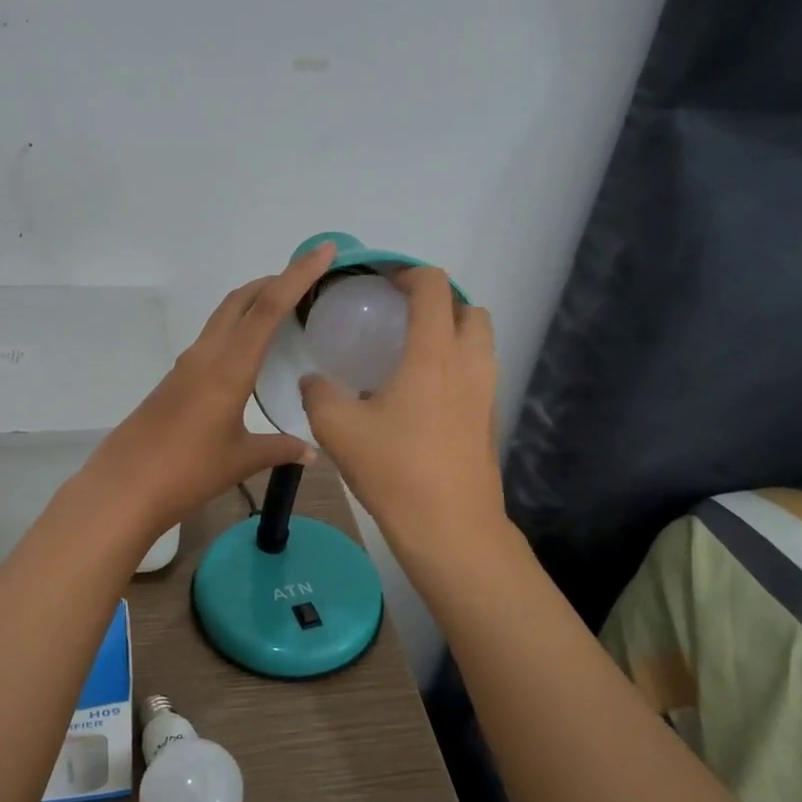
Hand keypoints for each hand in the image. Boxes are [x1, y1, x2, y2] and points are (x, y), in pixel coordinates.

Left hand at [82, 242, 336, 535]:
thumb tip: (312, 452)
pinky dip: (237, 330)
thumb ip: (279, 449)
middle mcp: (206, 354)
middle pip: (241, 300)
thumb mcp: (241, 460)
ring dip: (252, 305)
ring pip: (223, 317)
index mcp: (229, 366)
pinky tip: (250, 355)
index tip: (323, 250)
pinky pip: (213, 340)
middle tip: (307, 281)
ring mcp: (187, 365)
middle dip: (274, 281)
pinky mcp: (176, 380)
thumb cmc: (187, 470)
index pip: (269, 307)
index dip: (298, 275)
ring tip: (285, 314)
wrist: (124, 486)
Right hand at [299, 266, 503, 550]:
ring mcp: (486, 394)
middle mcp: (469, 364)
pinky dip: (456, 368)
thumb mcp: (338, 429)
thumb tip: (312, 380)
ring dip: (452, 334)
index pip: (433, 287)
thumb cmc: (395, 470)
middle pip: (469, 309)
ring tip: (412, 354)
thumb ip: (318, 394)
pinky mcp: (489, 421)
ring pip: (480, 343)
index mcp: (433, 354)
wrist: (450, 528)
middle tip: (402, 317)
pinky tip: (420, 399)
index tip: (382, 281)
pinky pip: (478, 375)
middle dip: (439, 302)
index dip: (408, 273)